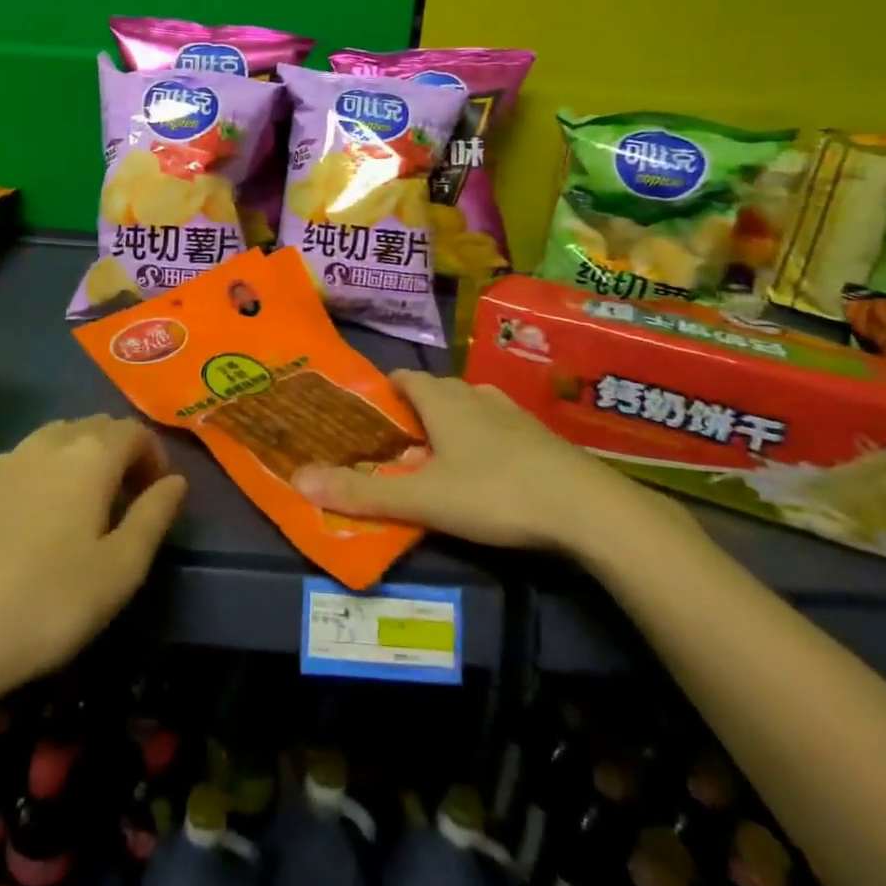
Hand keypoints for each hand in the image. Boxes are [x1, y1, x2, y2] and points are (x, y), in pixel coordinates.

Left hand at [0, 415, 187, 723]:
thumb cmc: (46, 604)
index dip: (154, 457)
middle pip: (97, 426)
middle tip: (128, 502)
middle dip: (122, 453)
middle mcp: (49, 442)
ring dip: (84, 458)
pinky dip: (48, 471)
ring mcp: (7, 460)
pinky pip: (27, 459)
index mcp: (90, 454)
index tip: (157, 497)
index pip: (134, 431)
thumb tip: (176, 481)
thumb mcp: (120, 570)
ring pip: (60, 437)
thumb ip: (154, 517)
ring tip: (87, 508)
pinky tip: (40, 519)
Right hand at [292, 370, 696, 559]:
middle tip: (399, 445)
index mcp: (443, 400)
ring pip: (470, 406)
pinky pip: (499, 425)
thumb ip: (362, 494)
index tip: (371, 412)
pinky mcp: (540, 435)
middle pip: (437, 391)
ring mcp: (512, 413)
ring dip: (452, 423)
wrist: (587, 507)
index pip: (405, 378)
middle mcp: (475, 395)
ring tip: (440, 456)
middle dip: (416, 411)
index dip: (386, 390)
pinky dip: (484, 437)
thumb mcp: (424, 499)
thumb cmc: (495, 493)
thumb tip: (298, 482)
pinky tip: (489, 468)